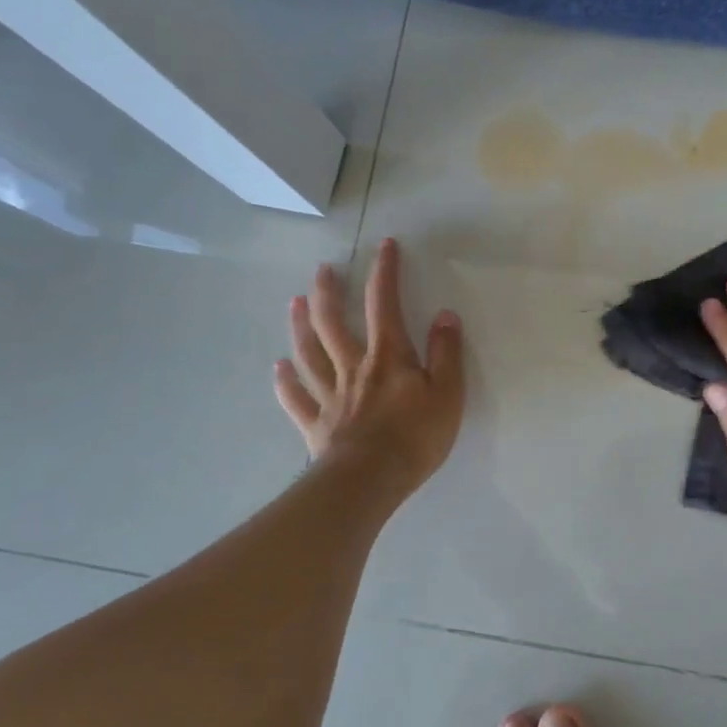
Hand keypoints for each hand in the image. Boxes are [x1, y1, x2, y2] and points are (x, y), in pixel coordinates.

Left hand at [274, 238, 464, 499]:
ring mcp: (331, 396)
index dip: (385, 273)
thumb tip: (445, 315)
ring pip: (310, 354)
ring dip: (302, 326)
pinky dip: (286, 382)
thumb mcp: (448, 393)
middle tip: (322, 270)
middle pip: (335, 323)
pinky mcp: (317, 425)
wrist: (371, 479)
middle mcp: (354, 368)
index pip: (386, 305)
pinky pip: (297, 398)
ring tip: (296, 303)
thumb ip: (447, 353)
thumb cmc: (416, 437)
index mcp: (389, 358)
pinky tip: (279, 368)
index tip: (385, 246)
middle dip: (330, 293)